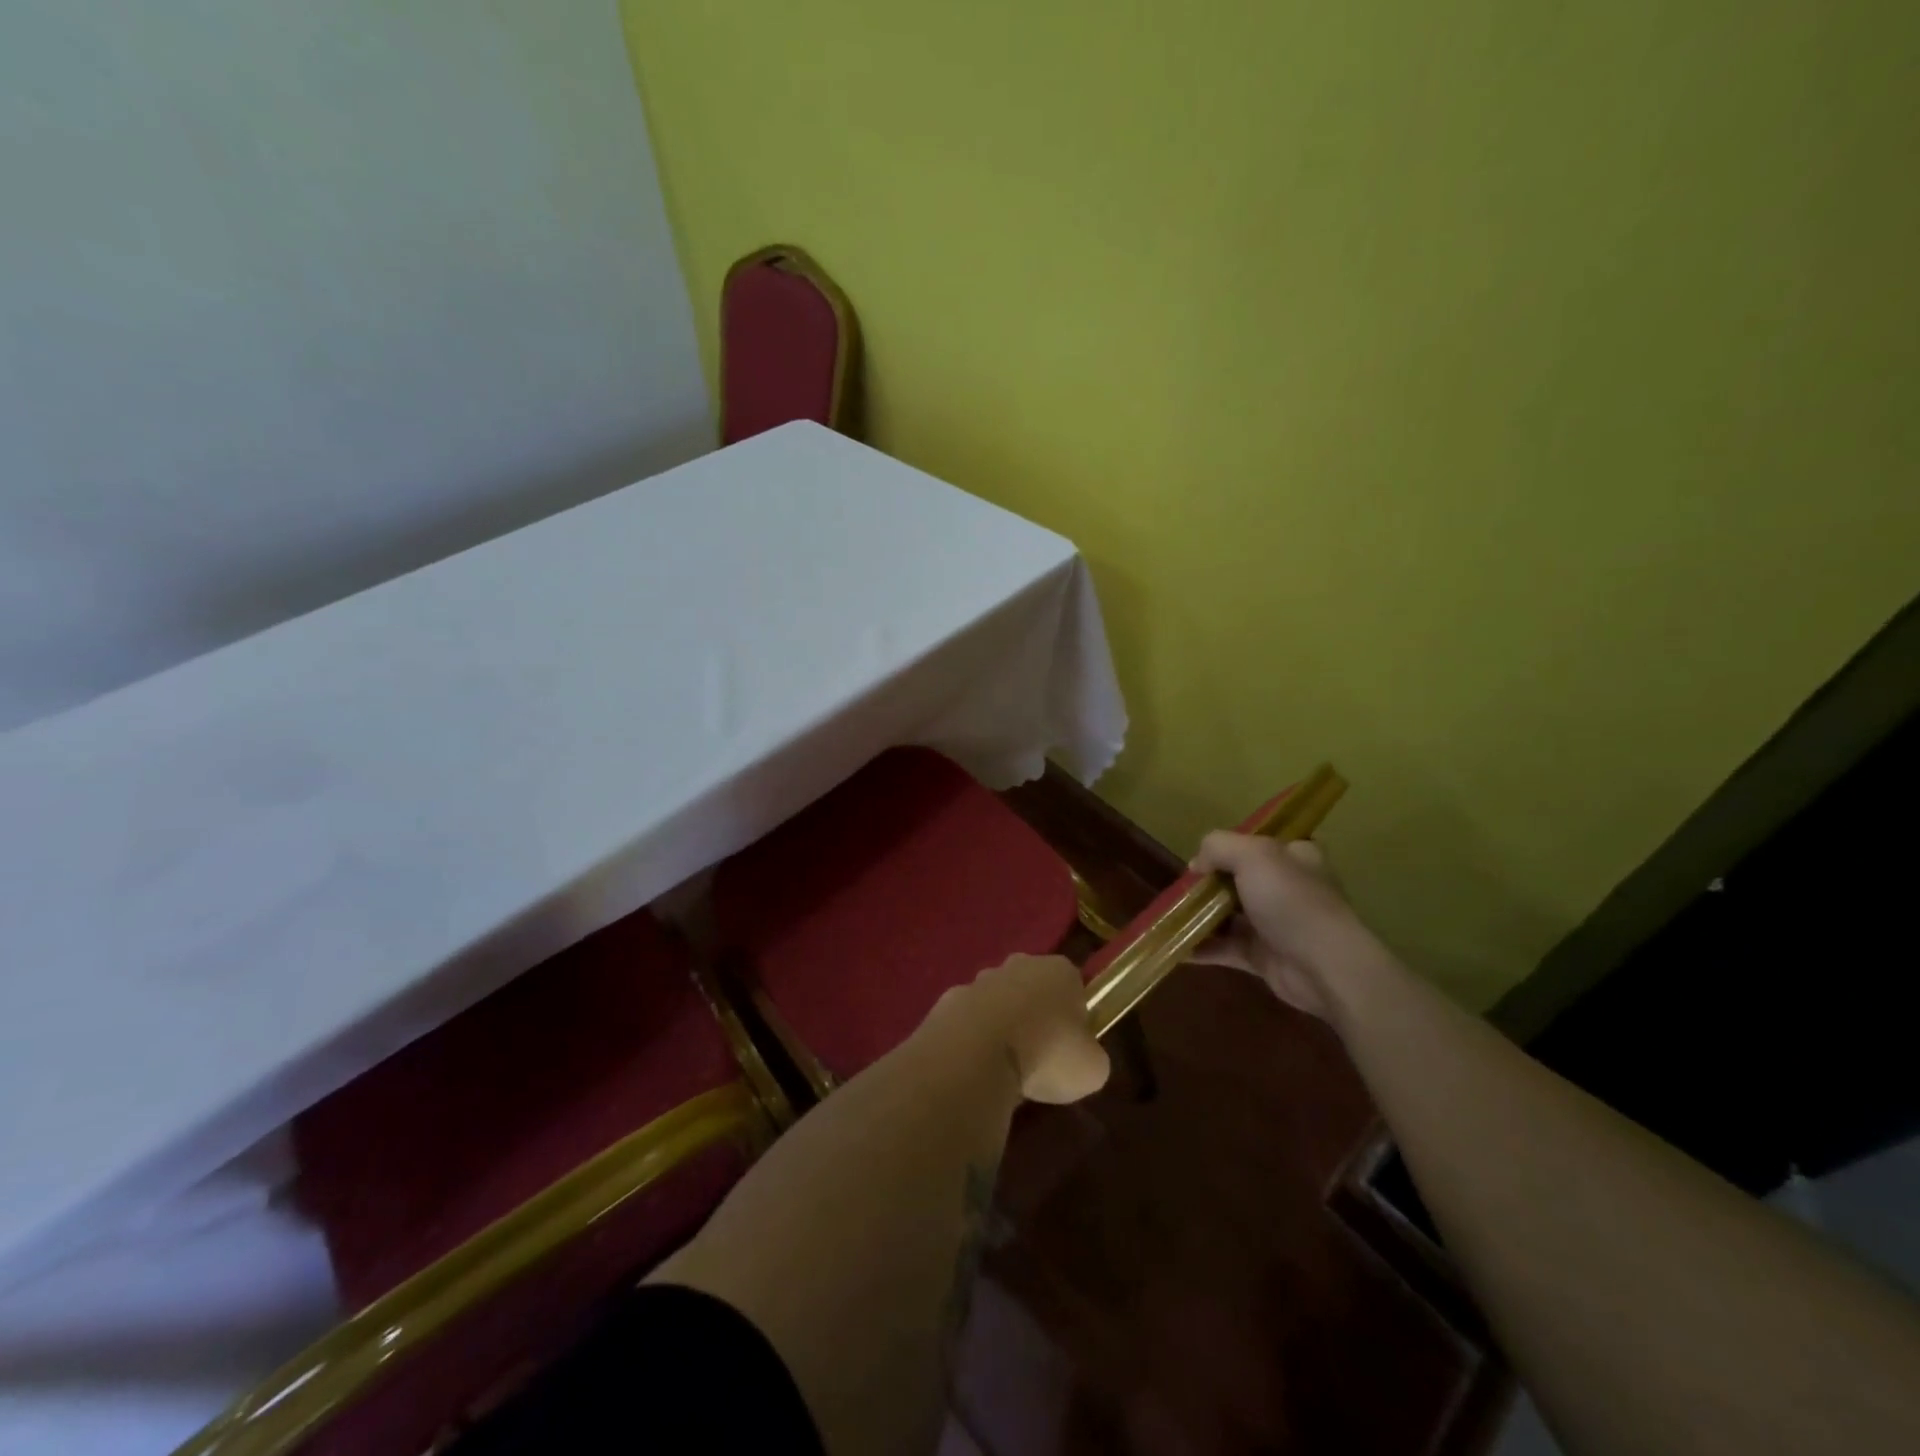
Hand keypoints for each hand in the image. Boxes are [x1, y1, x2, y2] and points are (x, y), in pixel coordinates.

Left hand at [924, 954, 1110, 1103]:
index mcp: (1059, 971)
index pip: (1073, 986)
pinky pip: (968, 1020)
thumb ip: (1091, 1056)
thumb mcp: (1092, 1068)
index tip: (1071, 1046)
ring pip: (997, 1002)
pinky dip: (972, 1039)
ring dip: (1001, 1026)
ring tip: (1004, 1068)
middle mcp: (1019, 964)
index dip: (1075, 1016)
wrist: (976, 1053)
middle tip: (1039, 1057)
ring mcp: (979, 980)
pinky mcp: (948, 1000)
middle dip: (1035, 1015)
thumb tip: (1081, 1058)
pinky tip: (975, 1067)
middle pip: (1033, 988)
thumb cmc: (1047, 1054)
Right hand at [1188, 834, 1362, 1020]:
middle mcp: (1287, 887)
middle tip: (1181, 888)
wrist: (1323, 966)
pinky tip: (1176, 947)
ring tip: (1170, 916)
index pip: (1260, 843)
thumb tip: (1197, 864)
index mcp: (1294, 856)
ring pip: (1230, 915)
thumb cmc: (1291, 900)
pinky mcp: (1264, 957)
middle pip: (1240, 878)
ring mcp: (1276, 924)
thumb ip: (1218, 847)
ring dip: (1201, 916)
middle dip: (1209, 883)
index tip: (1202, 857)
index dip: (1229, 847)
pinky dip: (1203, 947)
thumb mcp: (1252, 854)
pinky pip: (1227, 948)